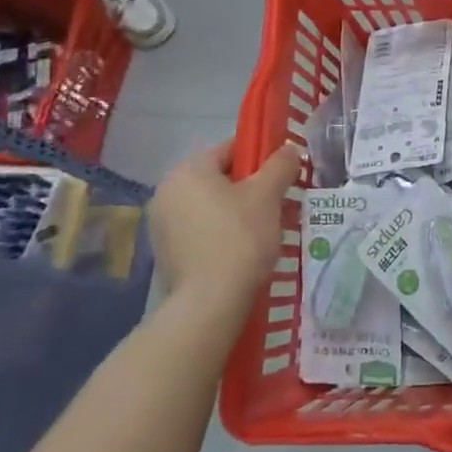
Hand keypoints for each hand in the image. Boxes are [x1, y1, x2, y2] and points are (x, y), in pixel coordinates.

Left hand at [148, 138, 302, 306]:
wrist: (210, 302)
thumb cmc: (240, 237)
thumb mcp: (268, 195)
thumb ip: (280, 165)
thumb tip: (288, 150)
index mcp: (188, 171)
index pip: (231, 149)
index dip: (262, 157)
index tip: (283, 174)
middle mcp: (168, 191)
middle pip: (221, 178)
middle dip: (252, 188)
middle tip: (280, 203)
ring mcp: (163, 224)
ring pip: (212, 206)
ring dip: (240, 211)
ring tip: (268, 229)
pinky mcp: (167, 253)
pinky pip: (203, 230)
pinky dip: (224, 233)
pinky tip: (245, 250)